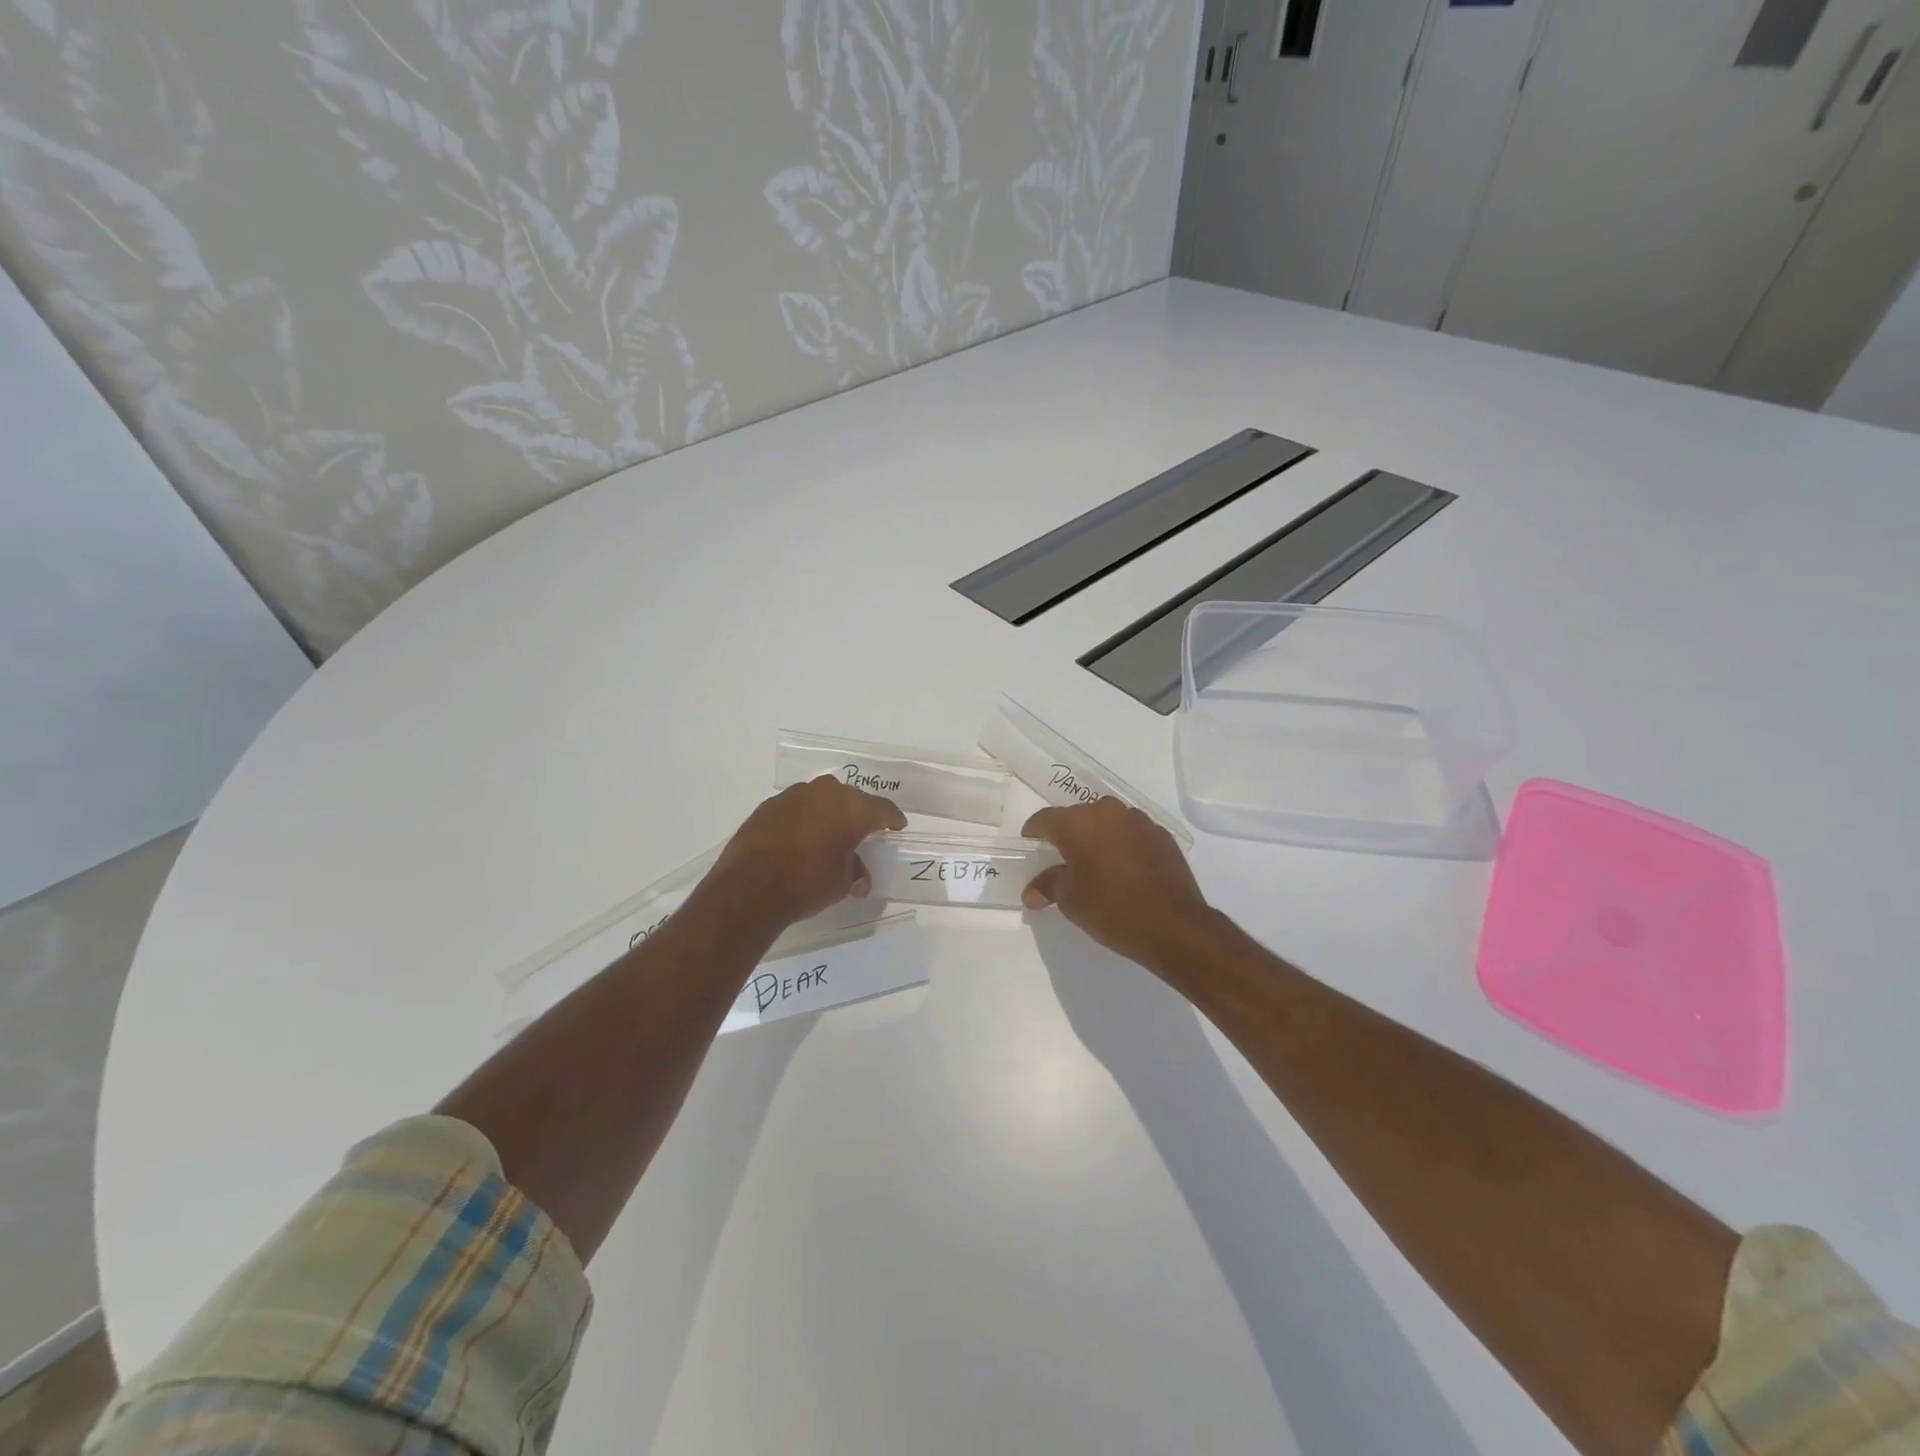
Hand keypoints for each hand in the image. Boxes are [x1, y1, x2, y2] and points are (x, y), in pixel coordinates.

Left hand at [706, 775, 907, 930]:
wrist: (749, 888)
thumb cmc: (807, 883)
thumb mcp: (841, 883)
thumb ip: (854, 872)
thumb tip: (859, 876)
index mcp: (852, 808)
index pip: (882, 809)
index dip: (892, 819)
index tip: (897, 826)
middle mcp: (825, 793)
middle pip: (851, 799)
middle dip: (858, 815)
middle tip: (861, 833)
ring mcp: (794, 796)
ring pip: (821, 800)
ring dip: (827, 815)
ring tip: (828, 836)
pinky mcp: (768, 806)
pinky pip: (796, 808)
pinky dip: (803, 820)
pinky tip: (799, 839)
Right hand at [1022, 798, 1213, 971]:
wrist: (1173, 925)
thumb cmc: (1111, 909)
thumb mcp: (1070, 900)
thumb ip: (1048, 886)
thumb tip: (1031, 892)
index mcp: (1078, 823)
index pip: (1045, 819)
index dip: (1034, 833)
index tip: (1031, 846)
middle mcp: (1107, 812)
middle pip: (1078, 817)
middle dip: (1067, 834)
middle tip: (1063, 859)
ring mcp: (1138, 821)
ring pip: (1107, 822)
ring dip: (1098, 837)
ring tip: (1096, 864)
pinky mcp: (1161, 835)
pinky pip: (1131, 833)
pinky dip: (1122, 845)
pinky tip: (1125, 869)